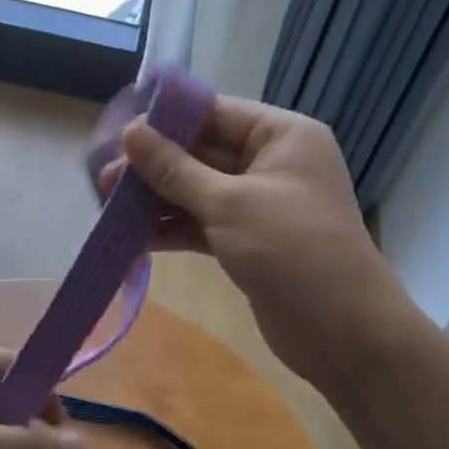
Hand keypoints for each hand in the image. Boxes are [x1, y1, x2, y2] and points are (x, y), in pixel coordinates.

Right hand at [100, 96, 410, 385]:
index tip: (120, 136)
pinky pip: (200, 223)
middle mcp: (270, 163)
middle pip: (200, 152)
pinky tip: (133, 237)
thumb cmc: (293, 251)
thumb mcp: (229, 203)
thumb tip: (130, 132)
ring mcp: (257, 204)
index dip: (166, 122)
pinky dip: (170, 228)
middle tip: (104, 181)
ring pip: (195, 190)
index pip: (214, 113)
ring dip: (155, 199)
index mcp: (281, 136)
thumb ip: (174, 168)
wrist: (344, 334)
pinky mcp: (245, 240)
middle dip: (153, 166)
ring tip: (108, 207)